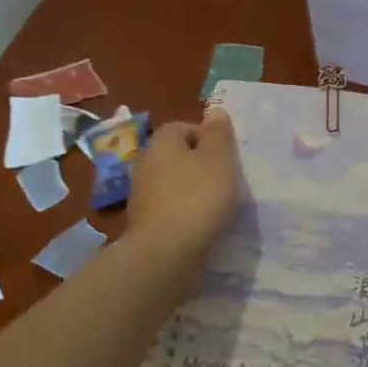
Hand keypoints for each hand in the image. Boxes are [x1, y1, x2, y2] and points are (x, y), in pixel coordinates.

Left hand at [127, 107, 238, 265]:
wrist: (163, 255)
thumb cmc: (196, 199)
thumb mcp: (219, 160)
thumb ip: (218, 134)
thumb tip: (214, 111)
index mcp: (162, 142)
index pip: (185, 127)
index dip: (208, 139)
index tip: (226, 158)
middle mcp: (145, 162)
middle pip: (178, 155)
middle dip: (200, 165)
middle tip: (224, 181)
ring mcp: (141, 194)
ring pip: (173, 183)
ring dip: (192, 191)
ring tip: (215, 206)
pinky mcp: (143, 223)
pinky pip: (169, 208)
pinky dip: (183, 213)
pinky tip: (199, 226)